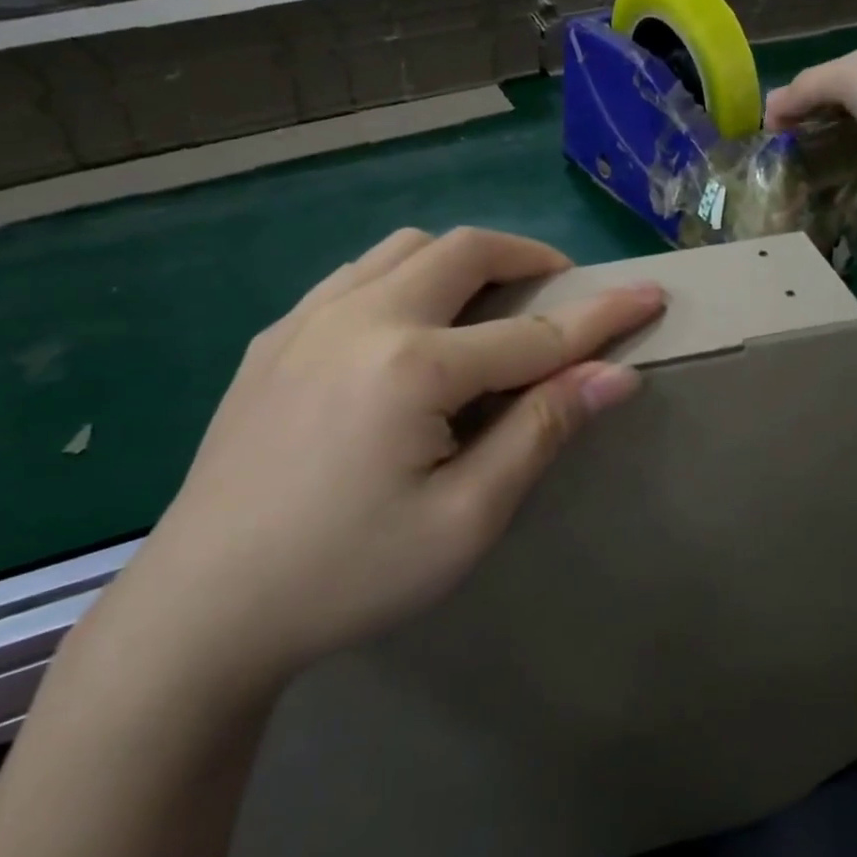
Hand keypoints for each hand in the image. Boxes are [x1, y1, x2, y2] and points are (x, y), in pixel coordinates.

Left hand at [117, 229, 665, 695]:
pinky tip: (409, 328)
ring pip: (404, 249)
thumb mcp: (465, 519)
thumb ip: (540, 432)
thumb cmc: (348, 574)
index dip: (602, 315)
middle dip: (529, 259)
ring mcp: (308, 320)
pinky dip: (405, 277)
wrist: (205, 606)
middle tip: (561, 291)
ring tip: (488, 306)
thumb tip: (613, 376)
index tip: (651, 294)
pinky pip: (355, 275)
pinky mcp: (274, 338)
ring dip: (462, 262)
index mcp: (413, 365)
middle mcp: (360, 318)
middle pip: (464, 252)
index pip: (535, 332)